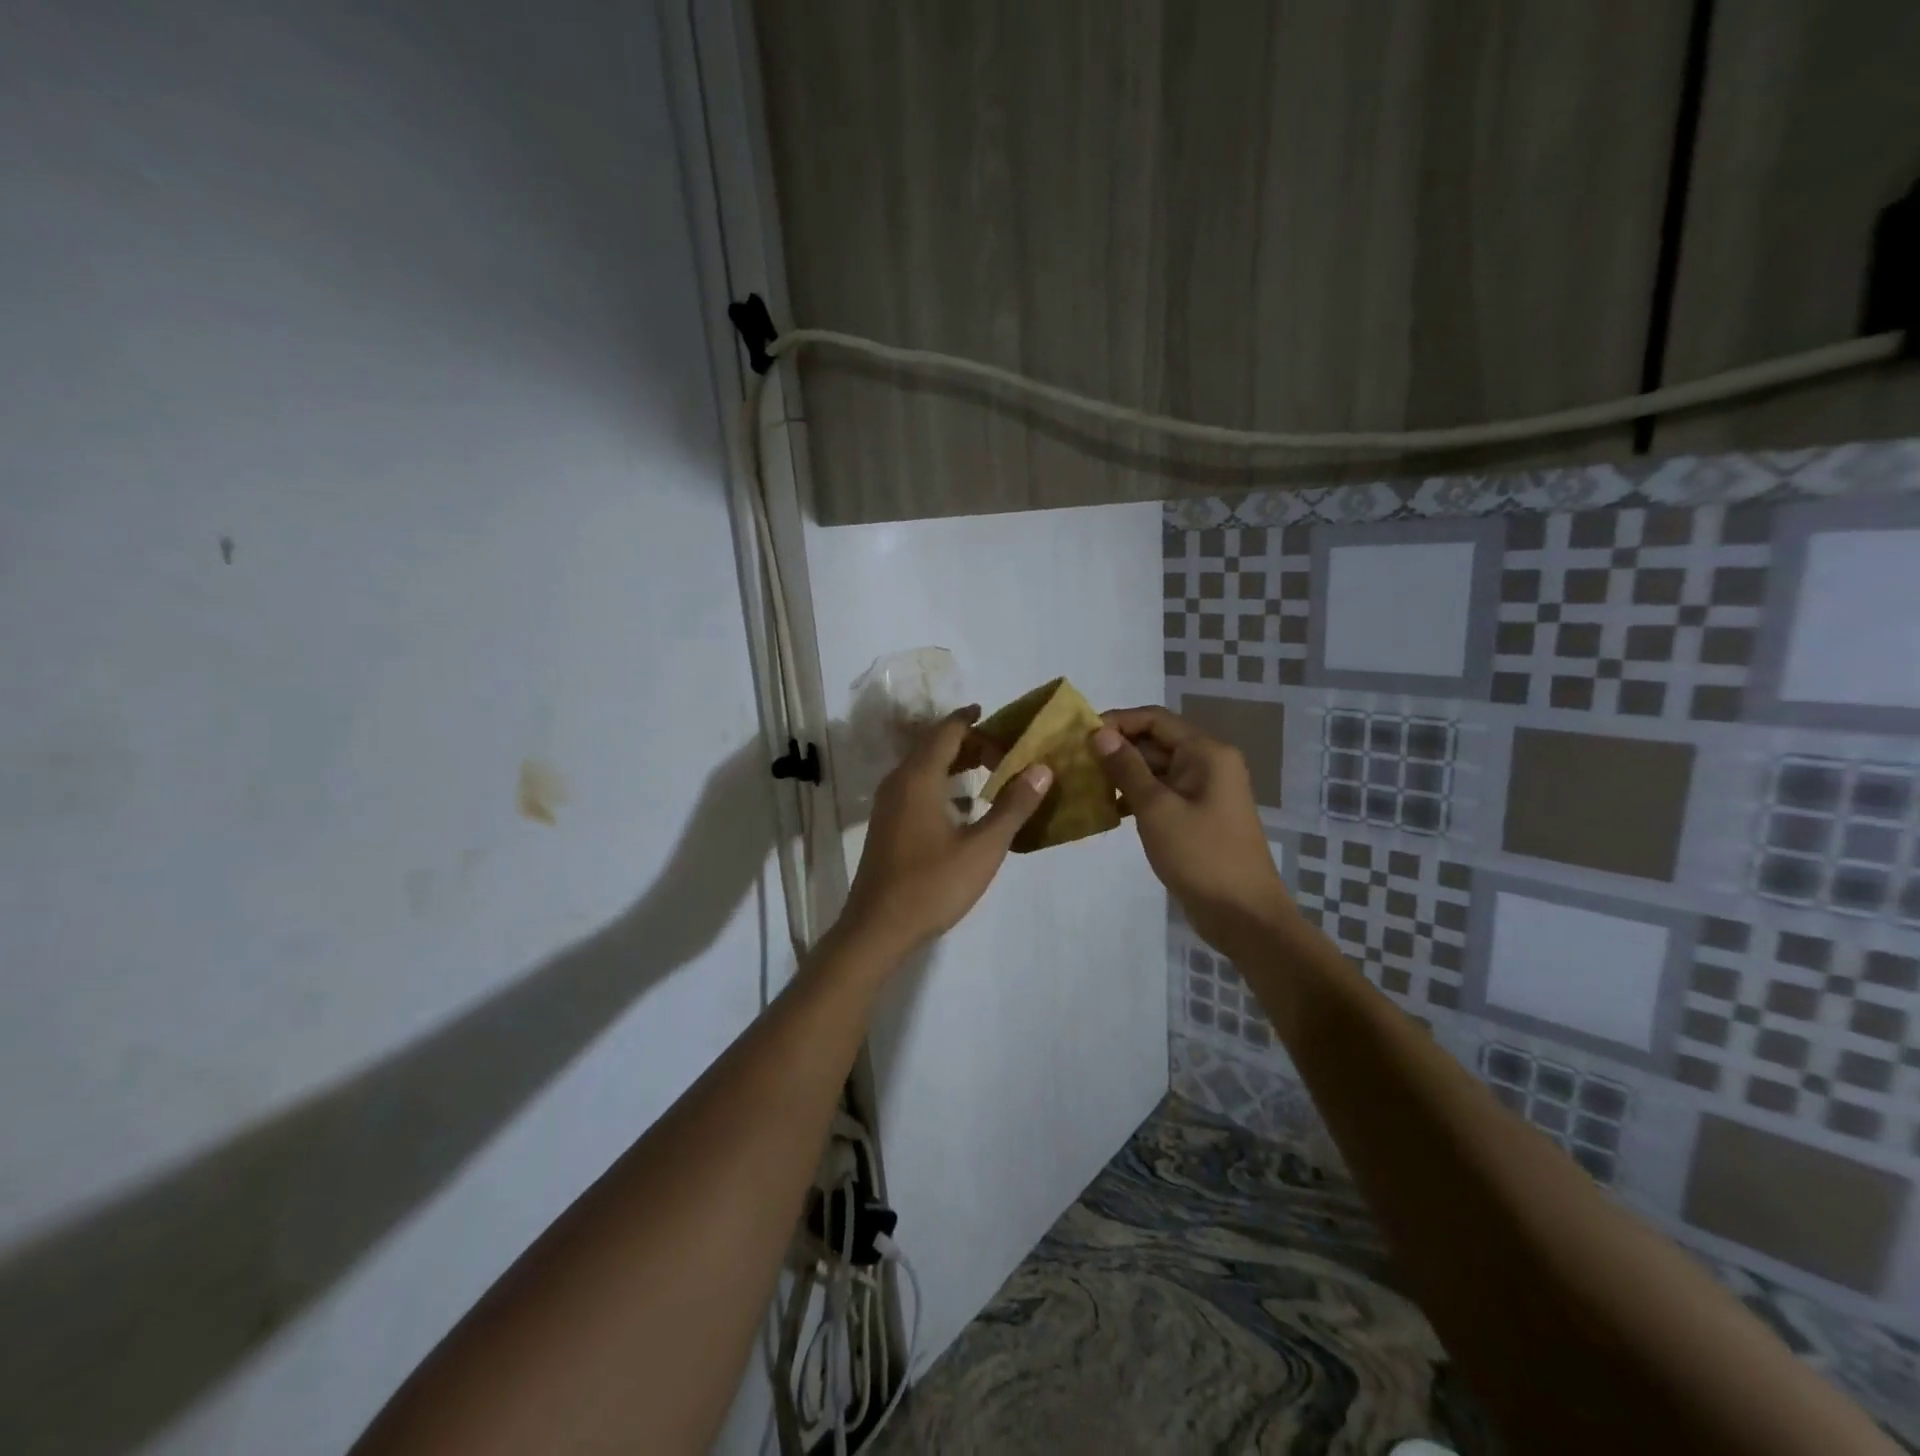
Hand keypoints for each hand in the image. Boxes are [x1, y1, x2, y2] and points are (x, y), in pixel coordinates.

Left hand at [838, 707, 1052, 957]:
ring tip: (992, 771)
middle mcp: (899, 782)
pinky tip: (966, 806)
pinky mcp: (888, 824)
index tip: (999, 717)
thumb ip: (1013, 806)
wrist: (877, 928)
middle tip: (1006, 751)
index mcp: (919, 778)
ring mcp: (889, 804)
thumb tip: (1042, 768)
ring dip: (956, 763)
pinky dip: (943, 783)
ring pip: (924, 767)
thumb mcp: (982, 848)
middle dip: (970, 742)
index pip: (947, 731)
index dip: (972, 720)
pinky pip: (917, 787)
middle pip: (934, 745)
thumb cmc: (932, 885)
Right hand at [1091, 706, 1291, 956]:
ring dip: (1122, 774)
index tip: (1079, 736)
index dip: (1117, 722)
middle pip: (1155, 742)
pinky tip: (1107, 809)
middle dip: (1116, 749)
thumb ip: (1126, 767)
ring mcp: (1204, 791)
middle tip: (1075, 762)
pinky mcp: (1197, 815)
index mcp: (1206, 752)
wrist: (1243, 915)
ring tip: (1084, 784)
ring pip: (1156, 769)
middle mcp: (1208, 763)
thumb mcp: (1156, 808)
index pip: (1154, 719)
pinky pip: (1162, 793)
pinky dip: (1136, 796)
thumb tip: (1099, 733)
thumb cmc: (1200, 855)